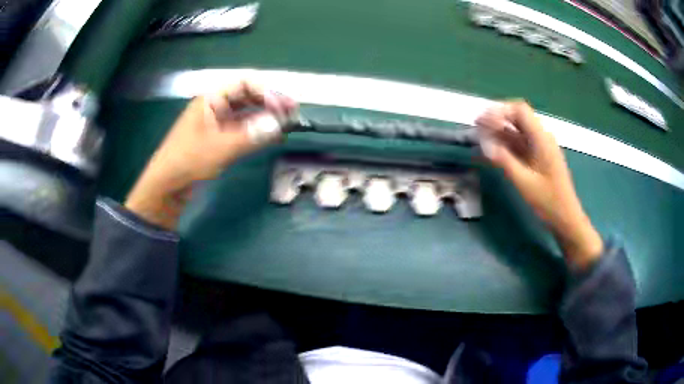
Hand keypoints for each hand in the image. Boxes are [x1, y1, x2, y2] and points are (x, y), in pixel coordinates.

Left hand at [125, 81, 296, 229]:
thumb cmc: (188, 161)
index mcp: (211, 99)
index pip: (244, 83)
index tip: (284, 104)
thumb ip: (251, 135)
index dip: (266, 90)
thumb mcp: (220, 147)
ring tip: (286, 124)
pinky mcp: (219, 138)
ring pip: (246, 112)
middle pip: (247, 95)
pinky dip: (257, 131)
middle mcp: (215, 106)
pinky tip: (271, 136)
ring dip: (265, 116)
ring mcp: (217, 122)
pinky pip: (242, 128)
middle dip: (270, 102)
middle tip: (291, 112)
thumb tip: (280, 124)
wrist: (167, 186)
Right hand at [476, 101, 602, 268]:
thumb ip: (504, 160)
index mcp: (541, 138)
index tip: (482, 121)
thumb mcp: (524, 182)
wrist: (566, 218)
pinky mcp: (539, 158)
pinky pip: (521, 144)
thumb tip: (483, 142)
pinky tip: (493, 150)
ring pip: (518, 131)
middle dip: (497, 119)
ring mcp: (541, 148)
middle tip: (477, 126)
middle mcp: (542, 138)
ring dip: (500, 132)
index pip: (520, 110)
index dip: (500, 111)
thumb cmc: (548, 201)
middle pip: (518, 118)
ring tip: (480, 137)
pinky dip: (506, 144)